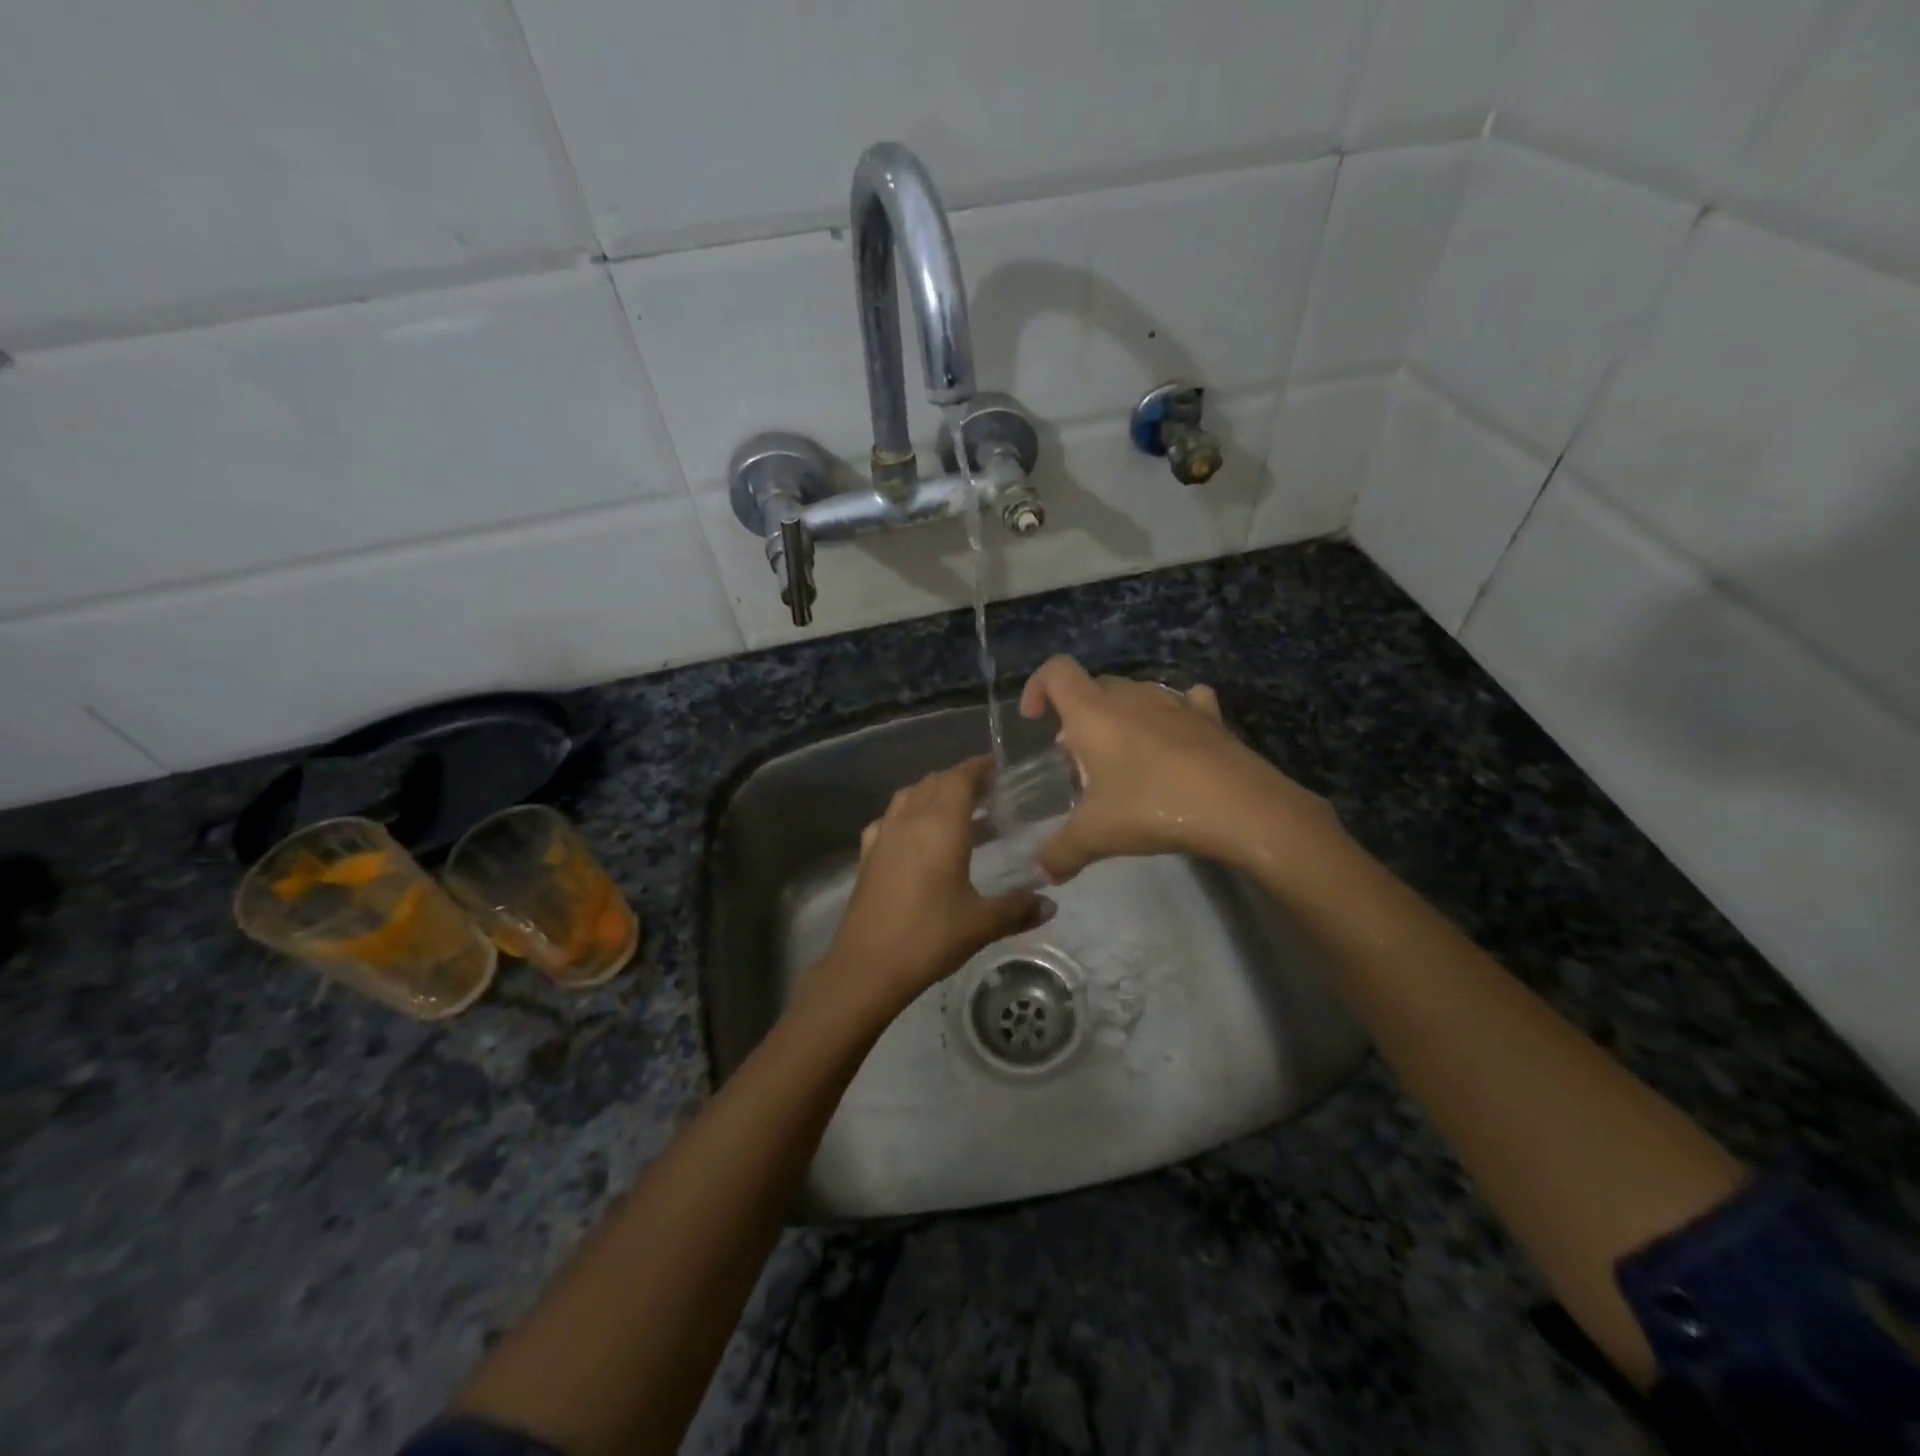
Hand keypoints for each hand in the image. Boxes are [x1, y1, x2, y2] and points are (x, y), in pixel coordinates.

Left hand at [810, 758, 1049, 1016]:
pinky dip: (906, 813)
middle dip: (959, 779)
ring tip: (954, 808)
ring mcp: (883, 835)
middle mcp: (910, 820)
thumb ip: (1018, 909)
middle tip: (986, 790)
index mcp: (941, 826)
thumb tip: (1051, 904)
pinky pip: (889, 818)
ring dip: (932, 792)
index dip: (979, 767)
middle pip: (934, 782)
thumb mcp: (981, 924)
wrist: (866, 965)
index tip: (997, 767)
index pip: (960, 778)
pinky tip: (914, 834)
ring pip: (909, 795)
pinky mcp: (866, 854)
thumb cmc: (929, 937)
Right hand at [1018, 656, 1342, 881]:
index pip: (1056, 671)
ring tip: (1122, 763)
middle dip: (1077, 717)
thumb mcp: (1095, 836)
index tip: (1035, 720)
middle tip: (1077, 762)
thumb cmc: (1153, 807)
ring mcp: (1174, 702)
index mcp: (1094, 712)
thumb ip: (1059, 851)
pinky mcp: (1209, 717)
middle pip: (1093, 687)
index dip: (1037, 687)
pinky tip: (1173, 743)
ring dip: (1119, 720)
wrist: (1240, 806)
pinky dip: (1169, 717)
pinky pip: (1182, 703)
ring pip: (1134, 696)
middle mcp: (1131, 696)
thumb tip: (1040, 871)